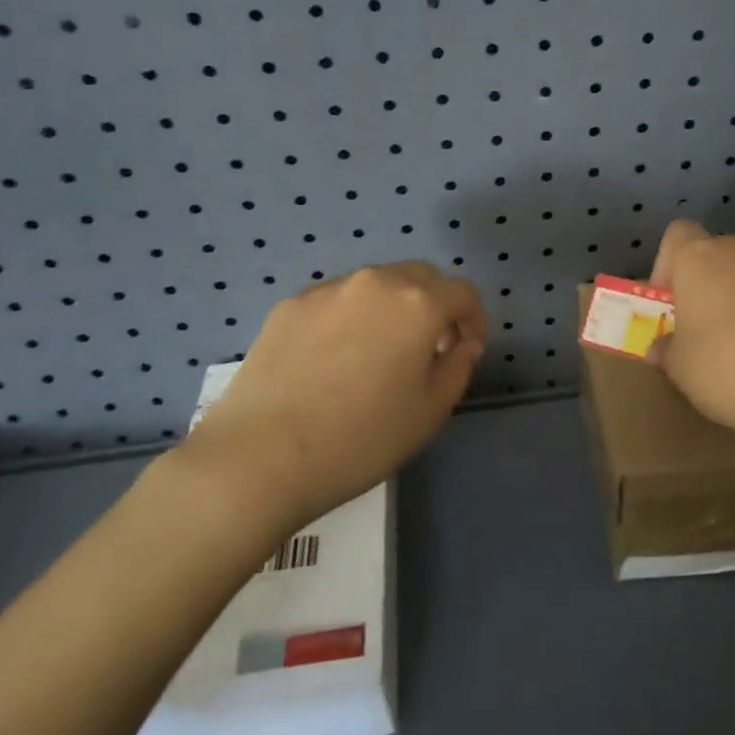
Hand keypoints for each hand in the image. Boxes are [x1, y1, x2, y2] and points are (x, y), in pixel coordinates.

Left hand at [182, 263, 486, 528]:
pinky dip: (351, 317)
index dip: (473, 319)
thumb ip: (458, 367)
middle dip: (435, 305)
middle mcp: (376, 282)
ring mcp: (329, 290)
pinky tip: (334, 359)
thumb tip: (463, 343)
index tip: (465, 350)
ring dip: (392, 308)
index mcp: (418, 304)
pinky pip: (337, 300)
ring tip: (379, 352)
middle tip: (428, 347)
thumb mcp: (430, 412)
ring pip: (376, 285)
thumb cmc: (361, 439)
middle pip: (421, 277)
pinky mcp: (291, 305)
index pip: (463, 292)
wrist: (260, 457)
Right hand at [648, 220, 734, 454]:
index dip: (668, 265)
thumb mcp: (680, 370)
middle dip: (709, 285)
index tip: (671, 304)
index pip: (677, 234)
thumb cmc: (730, 370)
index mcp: (700, 259)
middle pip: (717, 254)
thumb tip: (662, 347)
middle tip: (706, 330)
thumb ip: (666, 350)